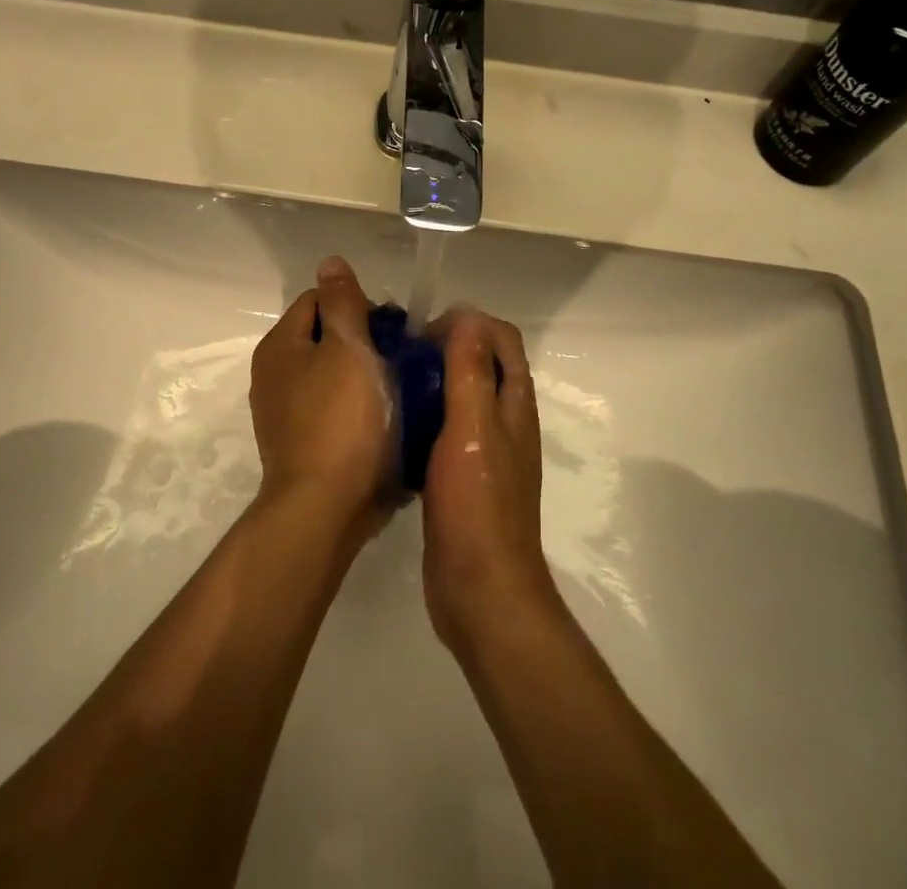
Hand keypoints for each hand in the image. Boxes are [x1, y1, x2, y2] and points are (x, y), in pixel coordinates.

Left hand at [250, 257, 393, 540]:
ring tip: (401, 386)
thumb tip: (329, 262)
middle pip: (326, 337)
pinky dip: (358, 407)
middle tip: (401, 357)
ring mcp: (286, 413)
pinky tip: (385, 418)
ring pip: (333, 374)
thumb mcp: (348, 348)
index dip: (357, 304)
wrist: (325, 508)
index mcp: (281, 345)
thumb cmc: (342, 420)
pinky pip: (335, 408)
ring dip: (365, 374)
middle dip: (364, 340)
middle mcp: (275, 374)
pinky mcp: (303, 444)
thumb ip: (342, 302)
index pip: (318, 299)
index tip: (392, 327)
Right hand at [420, 308, 556, 654]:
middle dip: (446, 348)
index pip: (501, 338)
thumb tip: (467, 316)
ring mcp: (485, 451)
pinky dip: (425, 417)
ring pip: (461, 397)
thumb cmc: (476, 505)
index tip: (425, 334)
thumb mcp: (472, 428)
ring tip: (392, 383)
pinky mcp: (463, 477)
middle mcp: (505, 421)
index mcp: (514, 403)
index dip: (468, 323)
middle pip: (482, 364)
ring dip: (433, 382)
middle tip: (401, 355)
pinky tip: (394, 427)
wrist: (479, 590)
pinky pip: (445, 430)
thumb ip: (470, 371)